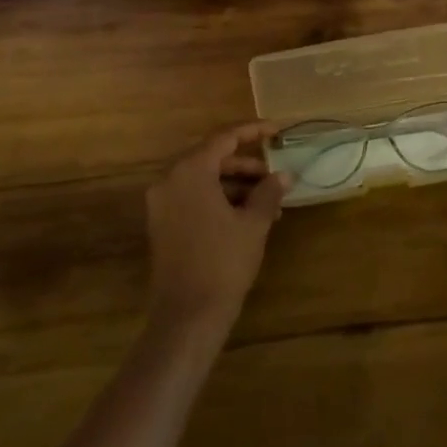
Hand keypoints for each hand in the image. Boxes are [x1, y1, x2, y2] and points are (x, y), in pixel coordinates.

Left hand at [145, 123, 289, 333]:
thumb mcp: (253, 224)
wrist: (187, 317)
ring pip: (203, 179)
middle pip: (212, 157)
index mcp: (190, 171)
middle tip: (275, 173)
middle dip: (246, 164)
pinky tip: (247, 216)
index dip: (253, 131)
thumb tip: (284, 175)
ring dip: (235, 185)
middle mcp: (169, 179)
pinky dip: (219, 199)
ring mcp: (162, 203)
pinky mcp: (162, 224)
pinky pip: (193, 197)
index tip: (278, 130)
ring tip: (269, 201)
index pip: (224, 137)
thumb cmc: (223, 263)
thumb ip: (268, 192)